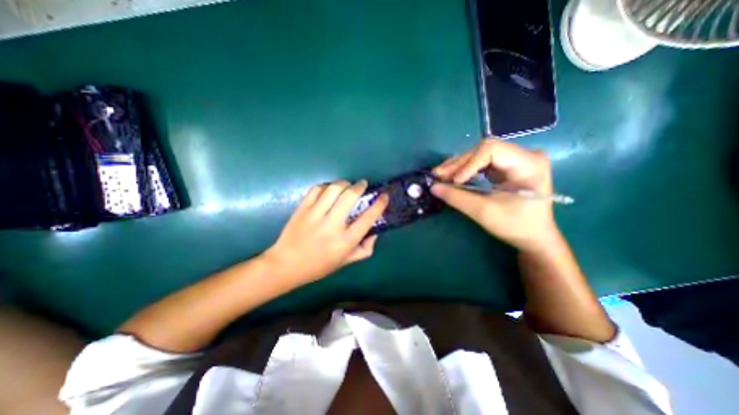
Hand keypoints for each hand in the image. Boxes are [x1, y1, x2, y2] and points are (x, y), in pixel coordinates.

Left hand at [263, 179, 388, 283]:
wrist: (286, 265)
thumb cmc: (319, 266)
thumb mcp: (346, 262)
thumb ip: (365, 249)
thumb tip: (374, 233)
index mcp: (346, 241)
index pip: (368, 218)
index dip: (379, 204)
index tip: (384, 196)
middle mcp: (332, 225)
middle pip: (350, 196)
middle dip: (360, 186)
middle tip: (363, 184)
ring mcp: (315, 215)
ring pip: (334, 189)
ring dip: (344, 183)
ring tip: (347, 185)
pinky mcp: (302, 209)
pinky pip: (317, 189)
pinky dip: (326, 186)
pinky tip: (329, 190)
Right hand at [435, 138, 560, 250]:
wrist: (533, 237)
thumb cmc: (515, 226)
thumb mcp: (484, 212)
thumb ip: (457, 198)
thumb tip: (433, 187)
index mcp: (528, 164)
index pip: (491, 149)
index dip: (469, 163)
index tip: (454, 181)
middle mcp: (523, 155)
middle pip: (483, 150)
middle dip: (459, 164)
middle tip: (438, 176)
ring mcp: (515, 160)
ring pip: (479, 155)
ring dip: (458, 166)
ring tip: (440, 176)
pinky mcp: (506, 167)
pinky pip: (481, 162)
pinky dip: (465, 170)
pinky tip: (452, 176)